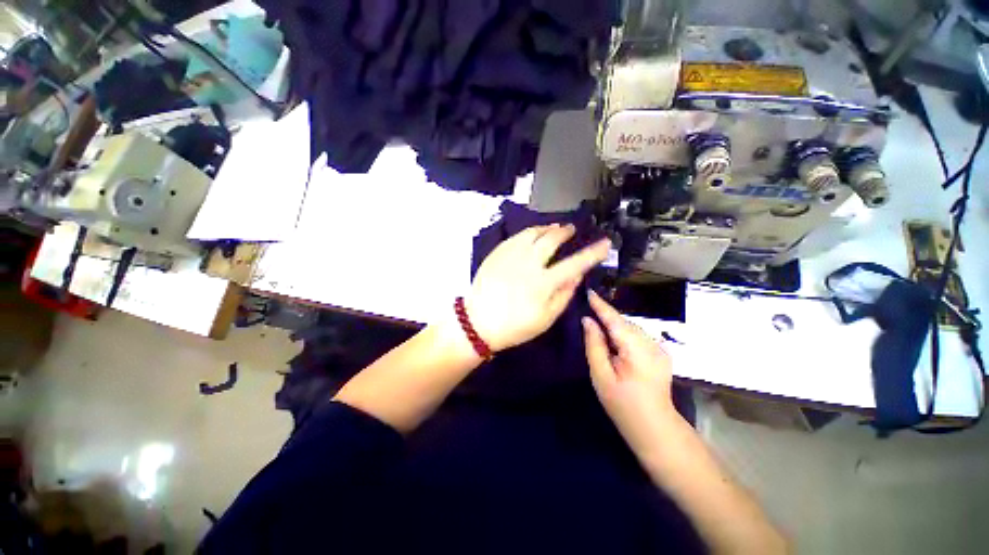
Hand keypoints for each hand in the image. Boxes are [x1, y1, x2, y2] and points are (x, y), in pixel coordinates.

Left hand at [466, 224, 609, 351]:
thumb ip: (564, 295)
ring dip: (546, 228)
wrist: (478, 322)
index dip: (593, 253)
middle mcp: (528, 263)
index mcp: (543, 282)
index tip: (605, 243)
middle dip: (565, 231)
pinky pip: (516, 236)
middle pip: (551, 239)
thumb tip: (577, 276)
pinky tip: (531, 235)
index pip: (575, 263)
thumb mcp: (545, 318)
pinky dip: (528, 232)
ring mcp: (510, 256)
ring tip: (554, 227)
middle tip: (571, 229)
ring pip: (532, 233)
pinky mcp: (497, 253)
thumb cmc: (514, 326)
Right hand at [582, 290, 679, 452]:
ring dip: (614, 325)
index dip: (601, 305)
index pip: (615, 320)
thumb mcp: (601, 376)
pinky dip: (623, 333)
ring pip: (631, 328)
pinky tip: (615, 341)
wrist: (655, 427)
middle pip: (624, 323)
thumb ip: (594, 345)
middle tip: (588, 311)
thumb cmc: (623, 405)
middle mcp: (652, 344)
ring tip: (598, 326)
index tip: (589, 291)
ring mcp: (659, 348)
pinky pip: (637, 336)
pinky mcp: (661, 353)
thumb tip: (588, 321)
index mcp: (636, 350)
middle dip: (606, 316)